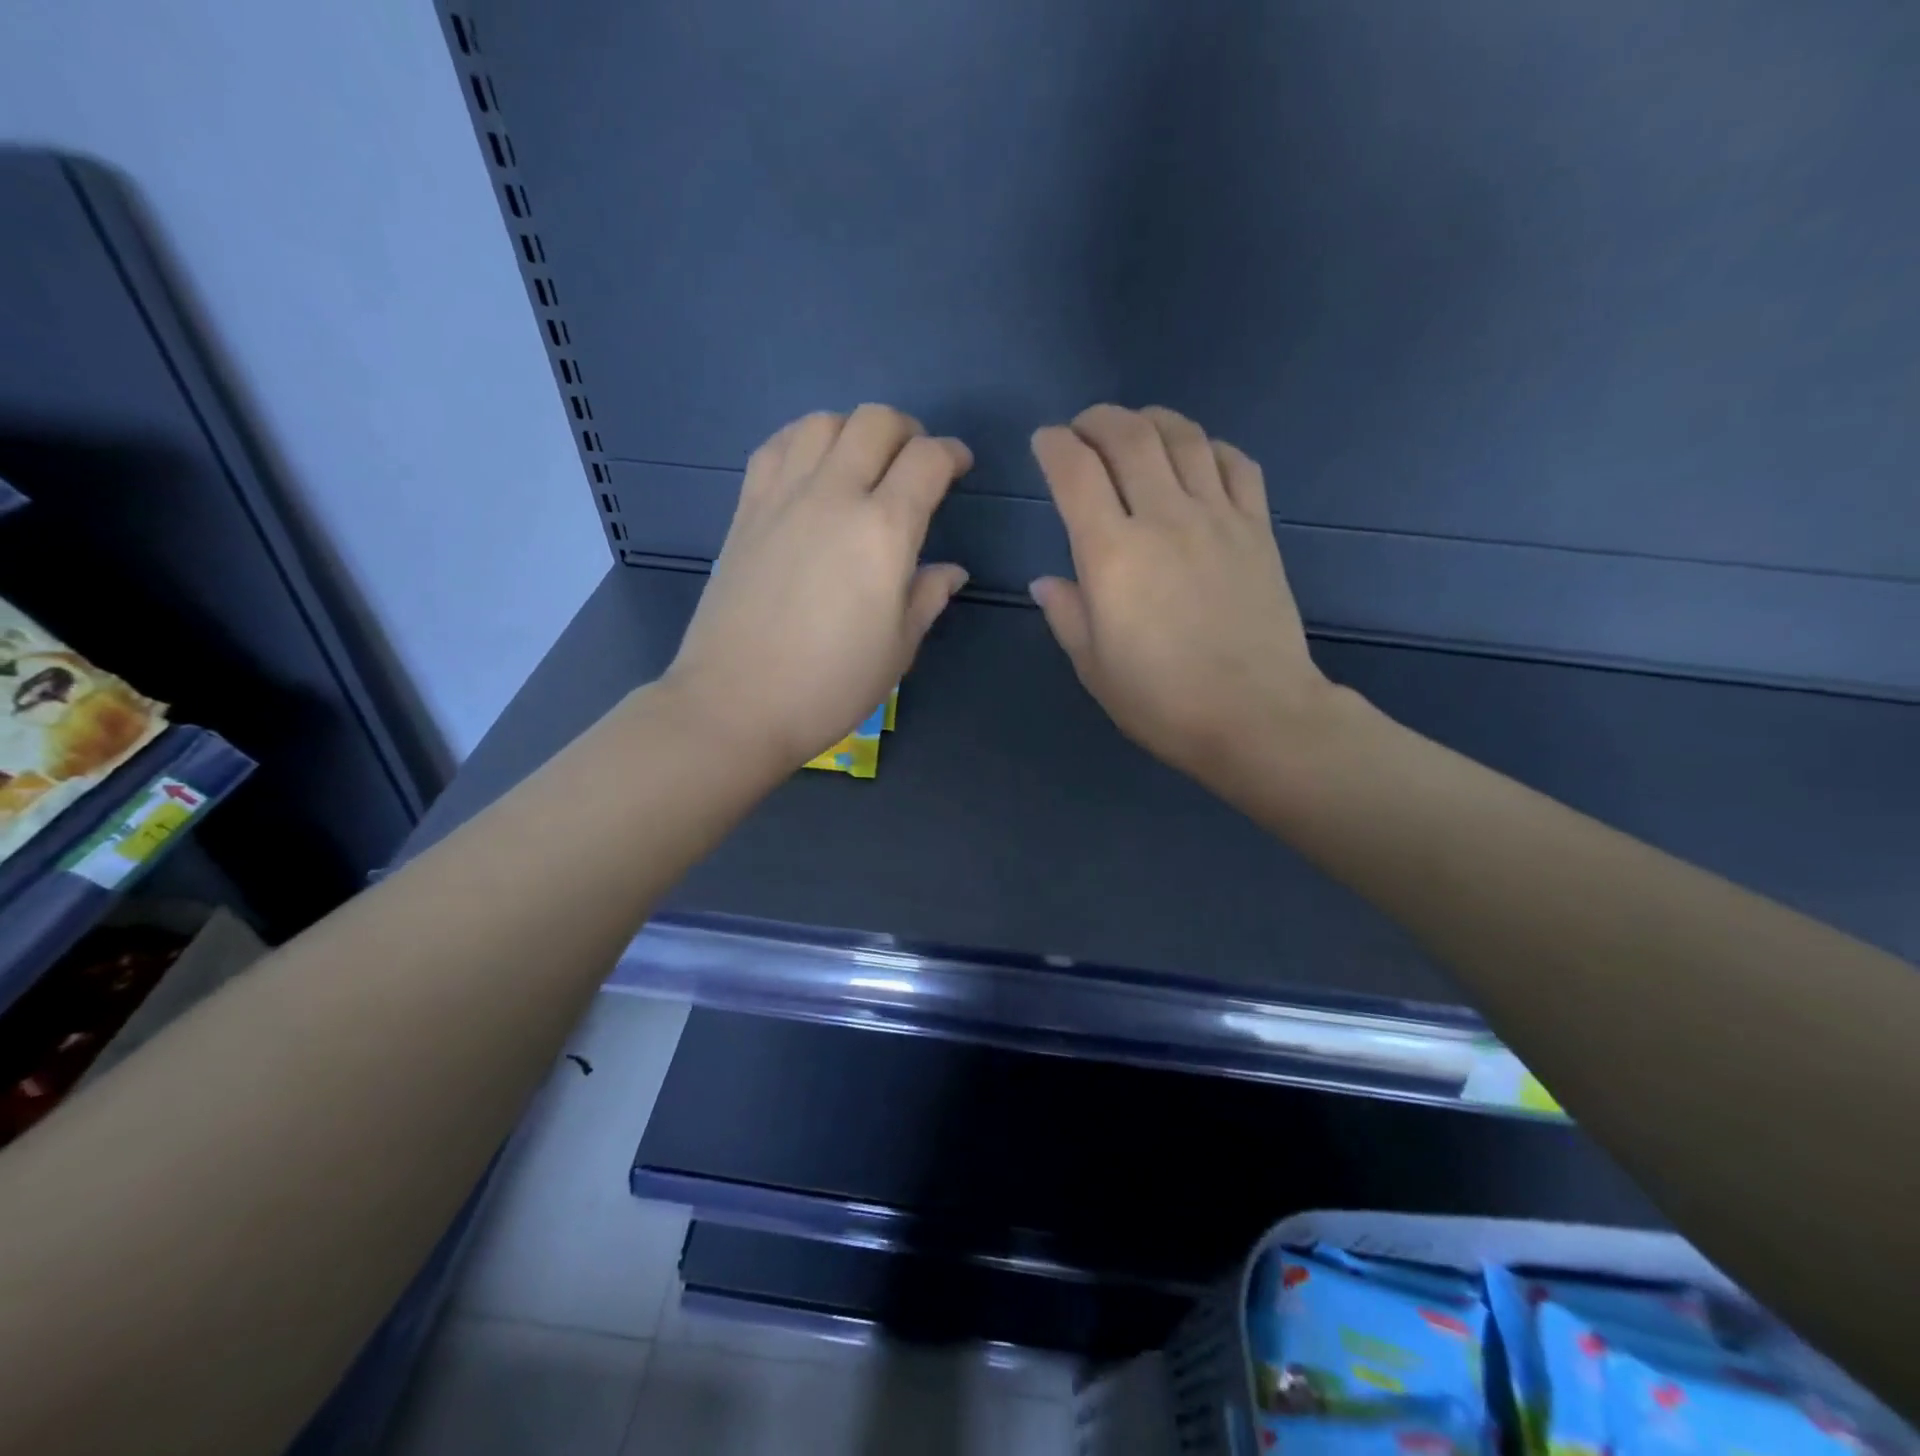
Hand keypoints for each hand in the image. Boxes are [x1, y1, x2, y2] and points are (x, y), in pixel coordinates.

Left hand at [661, 405, 970, 772]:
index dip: (953, 454)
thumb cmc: (830, 685)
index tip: (960, 467)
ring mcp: (783, 496)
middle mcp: (834, 495)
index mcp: (884, 531)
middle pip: (875, 421)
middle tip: (916, 462)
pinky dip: (804, 441)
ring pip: (823, 422)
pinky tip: (812, 470)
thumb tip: (950, 570)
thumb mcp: (898, 648)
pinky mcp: (746, 509)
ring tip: (863, 462)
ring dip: (854, 430)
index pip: (928, 460)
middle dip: (908, 430)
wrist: (736, 703)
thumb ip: (927, 596)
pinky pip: (777, 446)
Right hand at [1029, 405, 1334, 792]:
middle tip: (1082, 429)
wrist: (1256, 715)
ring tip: (1135, 428)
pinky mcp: (1257, 528)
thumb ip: (1066, 613)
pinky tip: (1196, 457)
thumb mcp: (1093, 666)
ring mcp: (1217, 517)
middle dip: (1097, 420)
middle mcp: (1163, 518)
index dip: (1053, 445)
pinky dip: (1209, 446)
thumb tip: (1047, 581)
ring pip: (1183, 437)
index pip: (1075, 472)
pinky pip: (1235, 463)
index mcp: (1111, 554)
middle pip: (1128, 436)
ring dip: (1151, 420)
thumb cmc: (1161, 700)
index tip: (1043, 443)